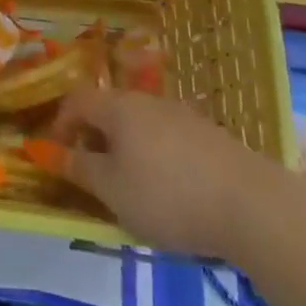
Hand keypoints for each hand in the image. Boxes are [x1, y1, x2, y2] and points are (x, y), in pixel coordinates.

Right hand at [50, 87, 291, 259]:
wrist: (252, 205)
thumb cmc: (168, 195)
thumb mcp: (113, 190)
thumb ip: (80, 169)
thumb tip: (54, 153)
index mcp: (119, 108)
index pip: (77, 100)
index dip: (60, 123)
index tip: (56, 154)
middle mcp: (148, 102)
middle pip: (110, 110)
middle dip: (94, 138)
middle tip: (91, 174)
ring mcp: (183, 116)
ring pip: (140, 125)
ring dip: (126, 149)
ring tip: (129, 187)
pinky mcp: (210, 137)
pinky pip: (167, 139)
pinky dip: (155, 157)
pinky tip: (169, 191)